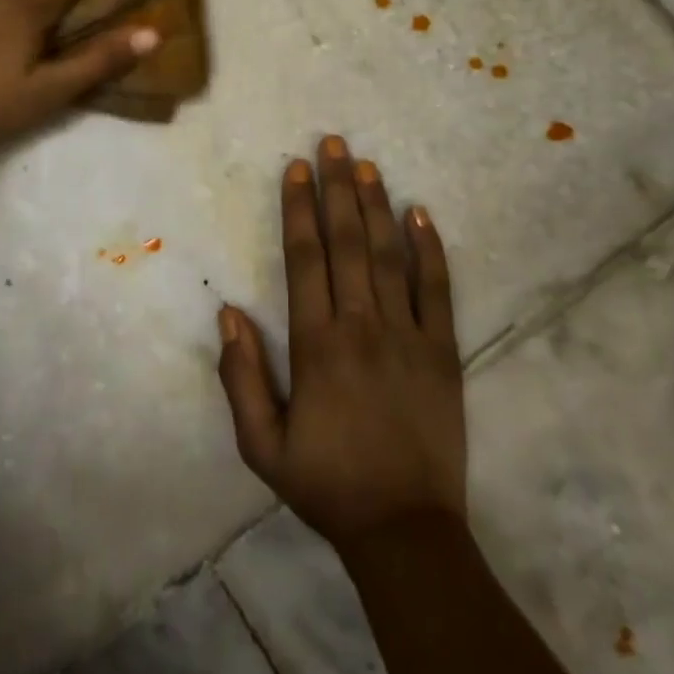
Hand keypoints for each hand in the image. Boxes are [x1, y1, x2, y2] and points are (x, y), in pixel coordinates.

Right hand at [217, 137, 465, 551]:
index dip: (299, 209)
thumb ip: (241, 378)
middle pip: (348, 243)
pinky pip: (438, 289)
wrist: (404, 529)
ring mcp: (409, 335)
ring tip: (366, 164)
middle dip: (337, 188)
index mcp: (317, 345)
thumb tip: (229, 315)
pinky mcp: (444, 351)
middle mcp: (362, 326)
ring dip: (377, 205)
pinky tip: (420, 214)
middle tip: (332, 143)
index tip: (295, 169)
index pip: (306, 259)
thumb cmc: (327, 484)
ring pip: (389, 255)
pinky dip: (430, 249)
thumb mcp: (261, 446)